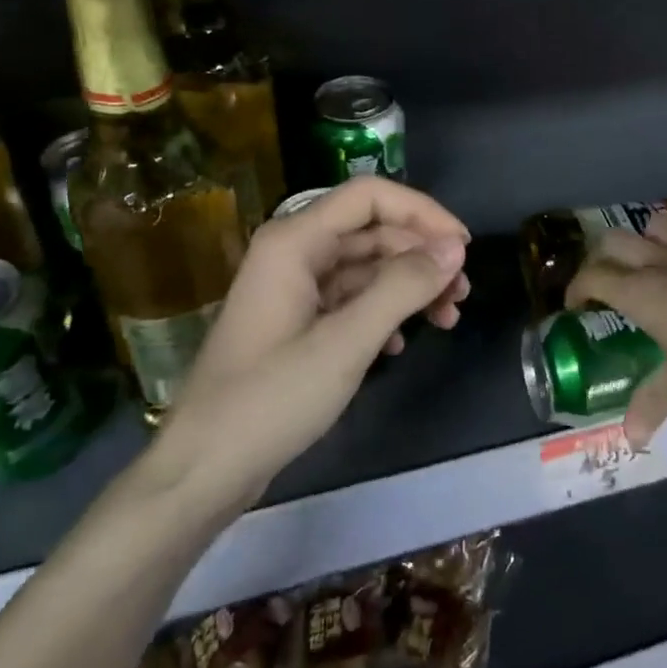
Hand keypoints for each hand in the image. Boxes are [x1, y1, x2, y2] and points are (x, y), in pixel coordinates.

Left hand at [150, 178, 469, 504]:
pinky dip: (383, 312)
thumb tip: (455, 248)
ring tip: (446, 319)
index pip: (371, 196)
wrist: (203, 470)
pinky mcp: (297, 321)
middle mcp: (294, 252)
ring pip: (366, 267)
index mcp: (295, 241)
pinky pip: (351, 298)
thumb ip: (404, 287)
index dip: (423, 213)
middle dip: (421, 256)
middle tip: (461, 295)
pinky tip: (399, 345)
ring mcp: (294, 288)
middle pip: (372, 231)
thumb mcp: (347, 342)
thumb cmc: (271, 399)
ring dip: (408, 287)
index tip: (462, 248)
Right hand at [565, 212, 666, 448]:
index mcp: (642, 291)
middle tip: (607, 282)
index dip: (578, 288)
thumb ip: (653, 402)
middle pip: (613, 240)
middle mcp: (661, 261)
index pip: (594, 276)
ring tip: (649, 263)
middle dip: (602, 257)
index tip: (577, 305)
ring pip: (653, 224)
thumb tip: (631, 440)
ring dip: (643, 239)